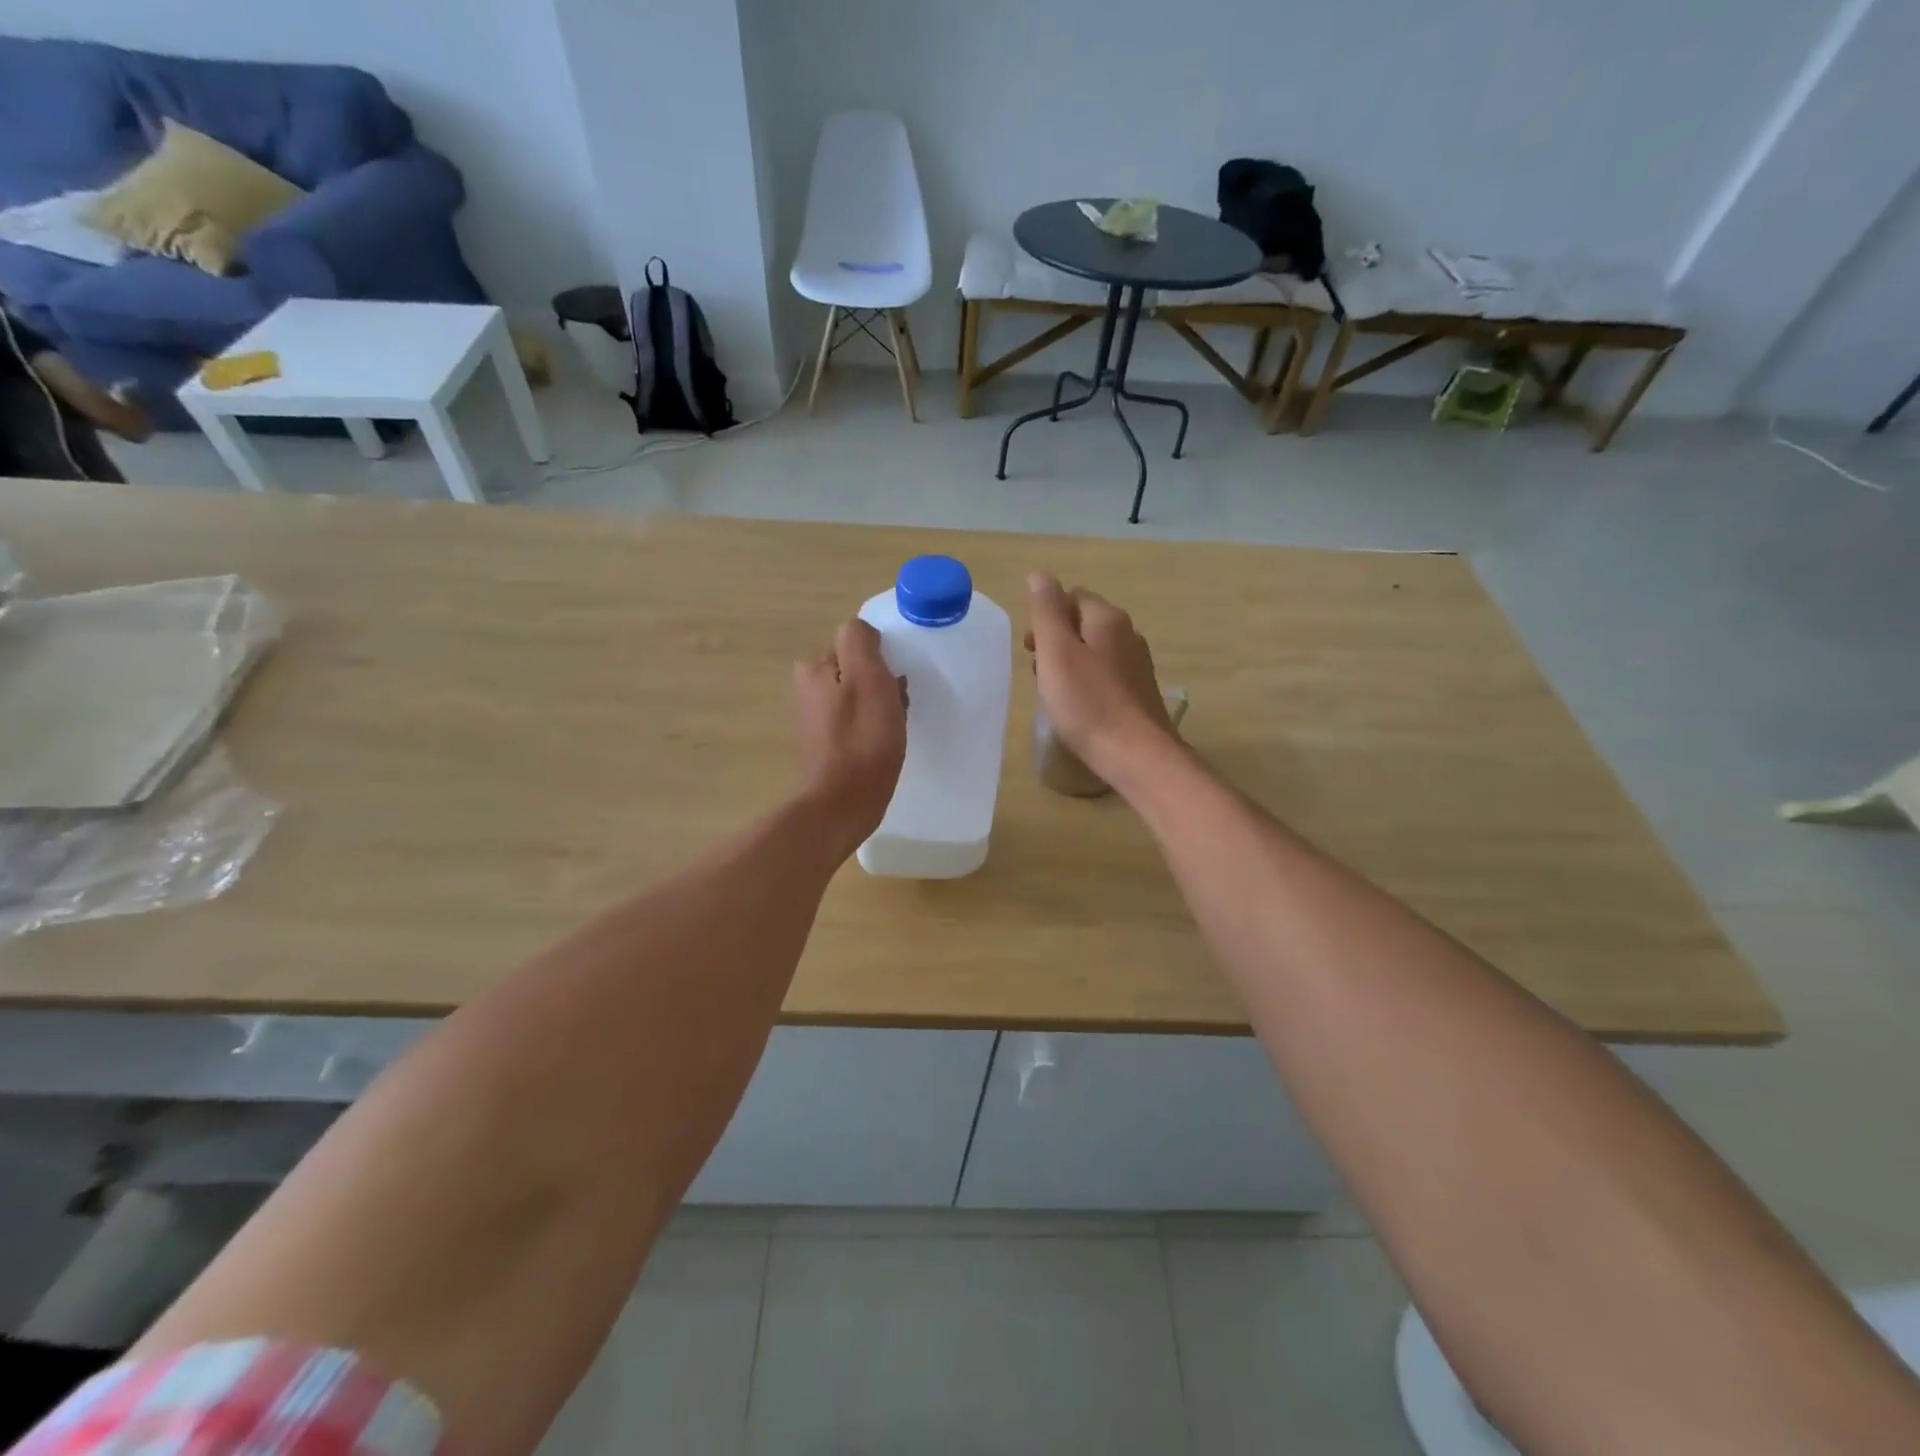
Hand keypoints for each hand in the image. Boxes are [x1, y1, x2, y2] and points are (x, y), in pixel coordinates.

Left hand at [793, 619, 906, 855]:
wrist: (845, 803)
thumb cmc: (862, 740)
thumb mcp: (868, 677)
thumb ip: (861, 641)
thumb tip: (863, 633)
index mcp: (814, 668)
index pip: (858, 644)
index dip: (882, 661)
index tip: (894, 685)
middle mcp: (807, 688)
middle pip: (859, 670)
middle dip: (882, 684)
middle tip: (896, 709)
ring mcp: (816, 717)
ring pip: (861, 695)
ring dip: (882, 706)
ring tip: (893, 729)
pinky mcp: (828, 742)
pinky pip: (858, 720)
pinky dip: (874, 727)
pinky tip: (884, 744)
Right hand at [1025, 573, 1175, 780]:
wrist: (1136, 754)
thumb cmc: (1088, 703)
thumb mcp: (1056, 652)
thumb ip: (1046, 611)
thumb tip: (1039, 574)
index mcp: (1107, 618)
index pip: (1071, 596)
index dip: (1045, 617)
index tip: (1030, 649)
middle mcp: (1127, 634)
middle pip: (1083, 623)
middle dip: (1055, 640)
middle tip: (1037, 671)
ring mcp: (1137, 664)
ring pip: (1094, 650)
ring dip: (1068, 662)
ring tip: (1053, 691)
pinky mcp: (1139, 691)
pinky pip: (1105, 674)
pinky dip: (1086, 682)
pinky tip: (1077, 706)